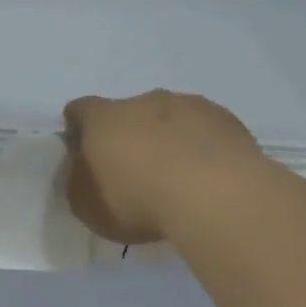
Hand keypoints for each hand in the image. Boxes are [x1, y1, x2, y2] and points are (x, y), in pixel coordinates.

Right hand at [63, 91, 261, 245]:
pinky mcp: (227, 120)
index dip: (78, 129)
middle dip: (130, 136)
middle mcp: (144, 100)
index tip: (85, 153)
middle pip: (129, 113)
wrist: (214, 195)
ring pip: (171, 118)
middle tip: (136, 174)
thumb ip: (81, 182)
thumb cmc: (138, 200)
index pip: (80, 110)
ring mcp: (189, 105)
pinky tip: (209, 178)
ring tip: (179, 179)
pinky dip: (203, 148)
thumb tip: (85, 171)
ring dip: (169, 140)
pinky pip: (206, 131)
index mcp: (103, 117)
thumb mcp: (88, 205)